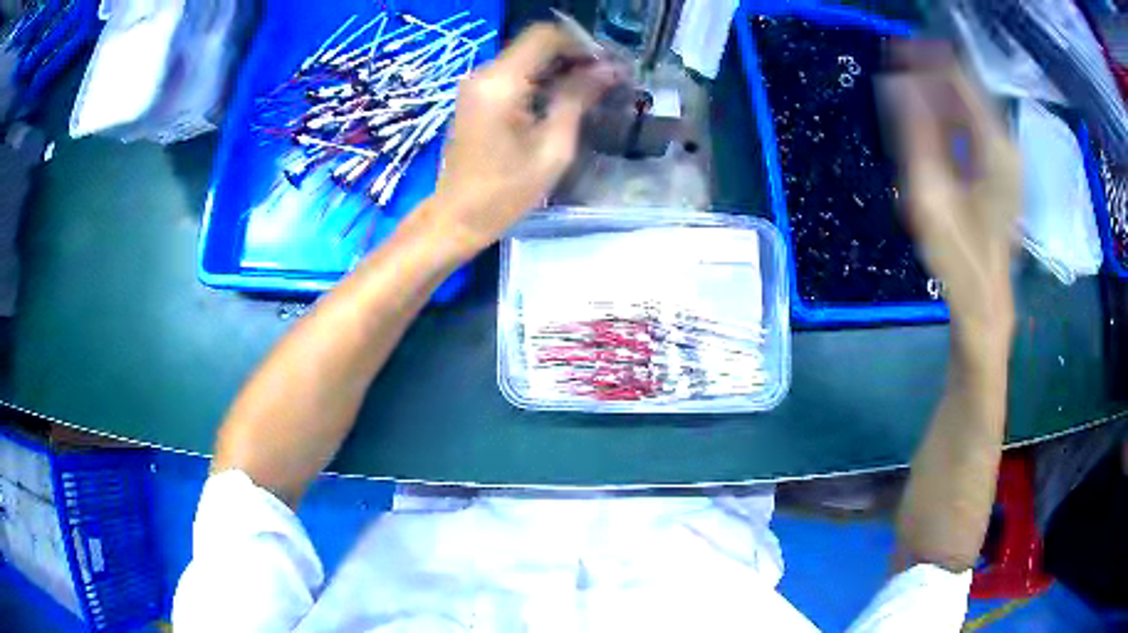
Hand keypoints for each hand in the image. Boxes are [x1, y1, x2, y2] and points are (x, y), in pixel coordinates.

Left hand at [422, 24, 616, 256]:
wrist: (456, 217)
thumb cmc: (505, 192)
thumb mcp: (552, 148)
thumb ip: (578, 99)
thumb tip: (608, 69)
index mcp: (501, 84)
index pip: (545, 36)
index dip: (581, 44)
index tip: (607, 66)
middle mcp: (484, 74)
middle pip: (536, 44)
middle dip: (574, 56)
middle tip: (606, 80)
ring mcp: (476, 84)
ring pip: (527, 57)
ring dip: (560, 68)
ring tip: (591, 92)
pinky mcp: (475, 96)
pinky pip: (514, 74)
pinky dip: (541, 80)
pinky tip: (561, 101)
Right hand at [882, 47, 1019, 351]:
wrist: (985, 302)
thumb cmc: (960, 257)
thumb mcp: (930, 195)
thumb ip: (916, 134)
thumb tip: (898, 83)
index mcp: (995, 146)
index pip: (959, 77)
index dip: (925, 58)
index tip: (893, 50)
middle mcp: (1005, 144)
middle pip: (966, 87)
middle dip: (930, 72)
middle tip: (895, 66)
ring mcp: (1006, 158)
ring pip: (969, 105)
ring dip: (938, 93)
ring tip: (906, 88)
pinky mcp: (1001, 171)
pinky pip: (973, 126)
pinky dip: (949, 115)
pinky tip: (929, 119)